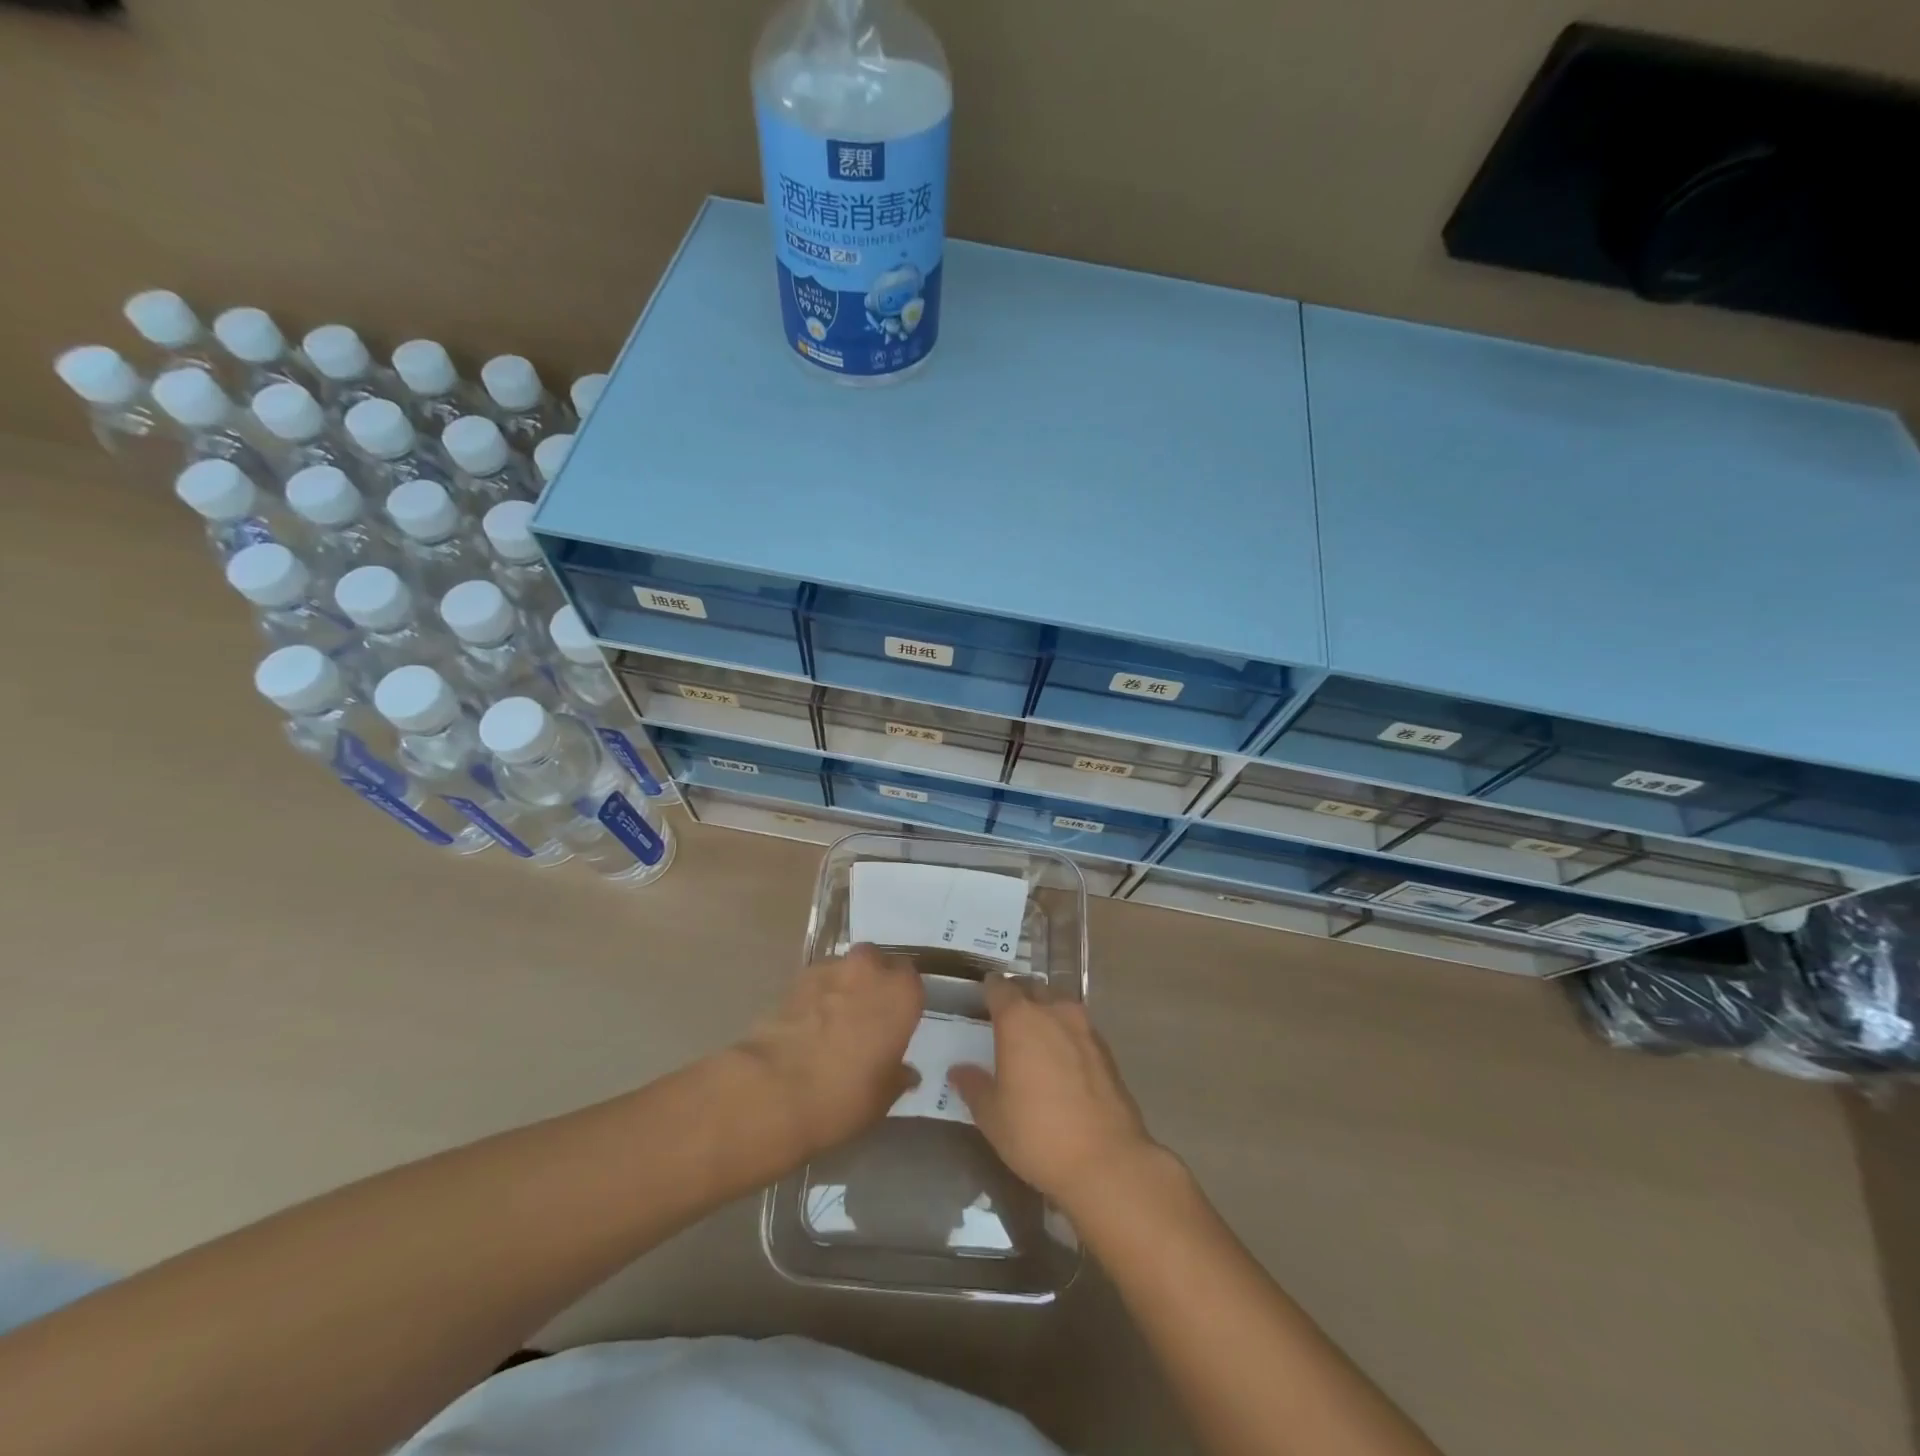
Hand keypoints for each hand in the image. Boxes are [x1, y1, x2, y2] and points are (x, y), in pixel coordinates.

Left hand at [738, 944, 923, 1159]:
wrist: (774, 1090)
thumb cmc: (844, 1094)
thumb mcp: (884, 1096)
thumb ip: (898, 1075)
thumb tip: (905, 1072)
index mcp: (901, 993)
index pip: (911, 980)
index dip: (903, 999)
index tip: (896, 1020)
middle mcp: (868, 970)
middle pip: (876, 961)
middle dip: (873, 980)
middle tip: (867, 1014)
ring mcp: (829, 970)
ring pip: (844, 968)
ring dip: (843, 985)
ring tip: (833, 1021)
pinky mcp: (794, 980)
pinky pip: (815, 982)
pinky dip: (816, 996)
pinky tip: (809, 1024)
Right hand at [950, 977, 1159, 1210]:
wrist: (1107, 1161)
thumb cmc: (1037, 1133)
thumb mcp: (992, 1116)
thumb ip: (974, 1086)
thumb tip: (959, 1070)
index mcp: (1019, 1019)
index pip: (999, 987)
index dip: (988, 990)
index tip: (981, 999)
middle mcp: (1053, 1012)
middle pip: (1032, 989)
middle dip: (1018, 996)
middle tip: (1005, 1017)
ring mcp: (1085, 1028)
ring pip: (1059, 1005)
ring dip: (1045, 1012)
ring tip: (1034, 1036)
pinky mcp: (1106, 1050)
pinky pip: (1078, 1028)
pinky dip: (1066, 1034)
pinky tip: (1061, 1059)